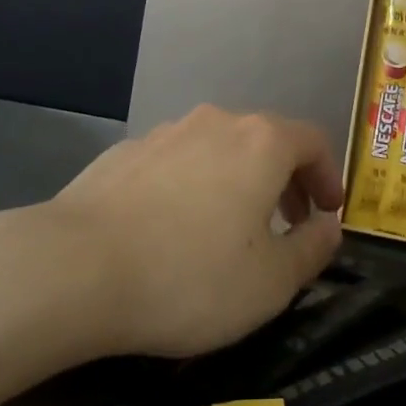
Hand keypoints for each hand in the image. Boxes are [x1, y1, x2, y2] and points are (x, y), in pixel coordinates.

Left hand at [43, 106, 344, 357]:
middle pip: (266, 141)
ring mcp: (167, 132)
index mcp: (261, 143)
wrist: (76, 267)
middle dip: (285, 180)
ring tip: (229, 230)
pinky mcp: (127, 152)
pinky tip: (172, 230)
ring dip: (237, 182)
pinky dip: (192, 186)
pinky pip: (177, 163)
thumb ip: (311, 250)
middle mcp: (217, 122)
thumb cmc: (190, 276)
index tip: (328, 213)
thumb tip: (328, 226)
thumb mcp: (270, 283)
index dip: (328, 176)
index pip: (313, 141)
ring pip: (219, 149)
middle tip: (287, 225)